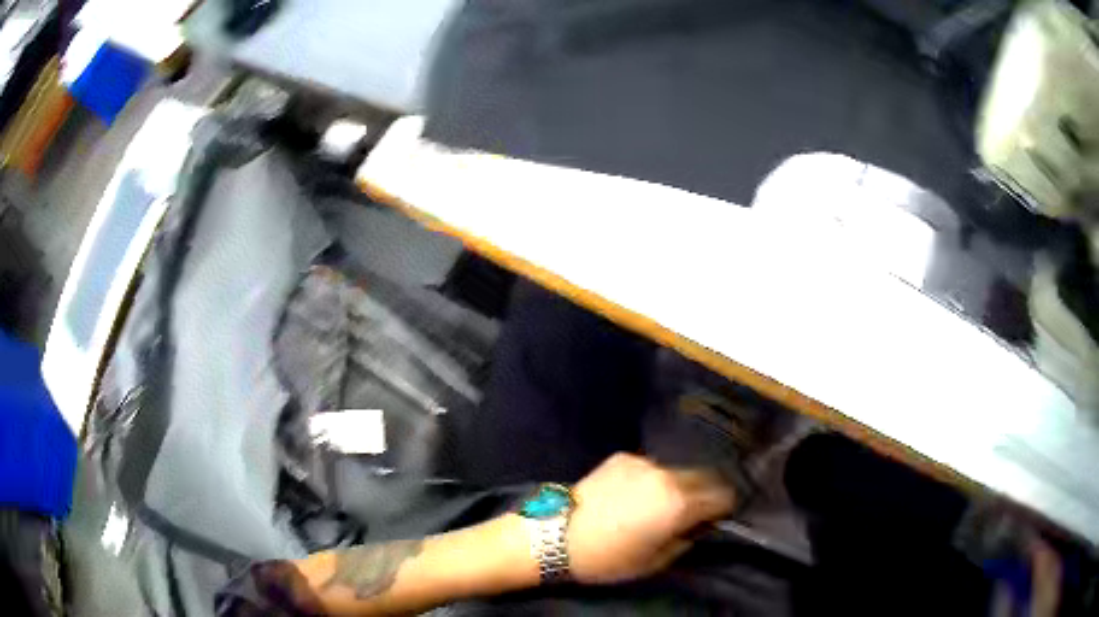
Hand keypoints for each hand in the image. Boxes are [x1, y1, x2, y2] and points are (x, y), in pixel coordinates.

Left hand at [567, 453, 735, 583]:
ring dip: (681, 485)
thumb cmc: (608, 557)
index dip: (724, 508)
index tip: (718, 518)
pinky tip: (636, 494)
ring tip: (664, 503)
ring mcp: (644, 463)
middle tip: (696, 511)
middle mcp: (668, 476)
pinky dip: (654, 480)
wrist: (556, 534)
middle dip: (707, 493)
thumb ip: (685, 540)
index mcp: (680, 504)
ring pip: (678, 470)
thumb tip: (697, 527)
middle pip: (706, 476)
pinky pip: (651, 468)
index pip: (722, 496)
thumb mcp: (654, 562)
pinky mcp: (623, 457)